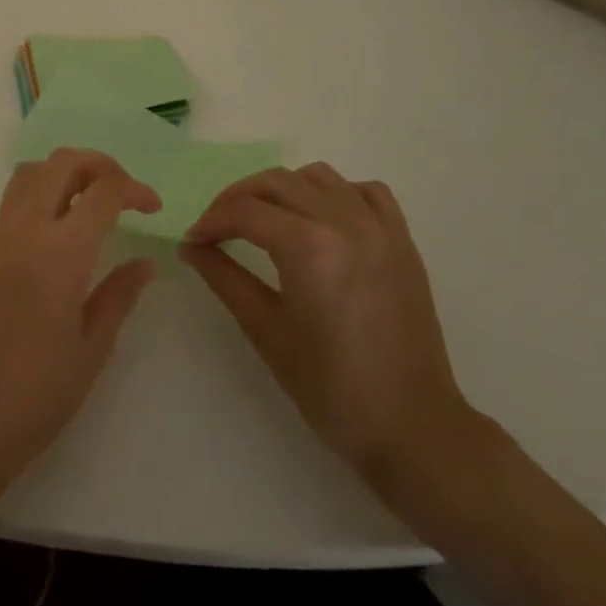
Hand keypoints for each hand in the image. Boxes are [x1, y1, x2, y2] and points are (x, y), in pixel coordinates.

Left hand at [0, 149, 161, 505]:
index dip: (134, 189)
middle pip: (63, 162)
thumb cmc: (36, 394)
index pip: (102, 191)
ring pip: (33, 172)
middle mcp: (25, 229)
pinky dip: (43, 191)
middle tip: (124, 193)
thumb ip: (119, 295)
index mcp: (59, 251)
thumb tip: (144, 262)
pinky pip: (15, 198)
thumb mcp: (91, 348)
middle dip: (100, 165)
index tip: (154, 208)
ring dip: (66, 171)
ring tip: (92, 201)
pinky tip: (62, 228)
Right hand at [180, 163, 479, 492]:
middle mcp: (343, 221)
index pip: (245, 212)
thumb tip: (191, 247)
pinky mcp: (402, 240)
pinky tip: (322, 218)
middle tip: (217, 228)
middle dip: (237, 199)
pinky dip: (336, 193)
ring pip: (318, 177)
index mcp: (308, 246)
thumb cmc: (332, 389)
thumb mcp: (267, 332)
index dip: (211, 222)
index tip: (193, 241)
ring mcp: (378, 227)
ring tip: (266, 220)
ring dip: (283, 189)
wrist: (414, 429)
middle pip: (276, 182)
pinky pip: (365, 191)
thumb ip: (225, 278)